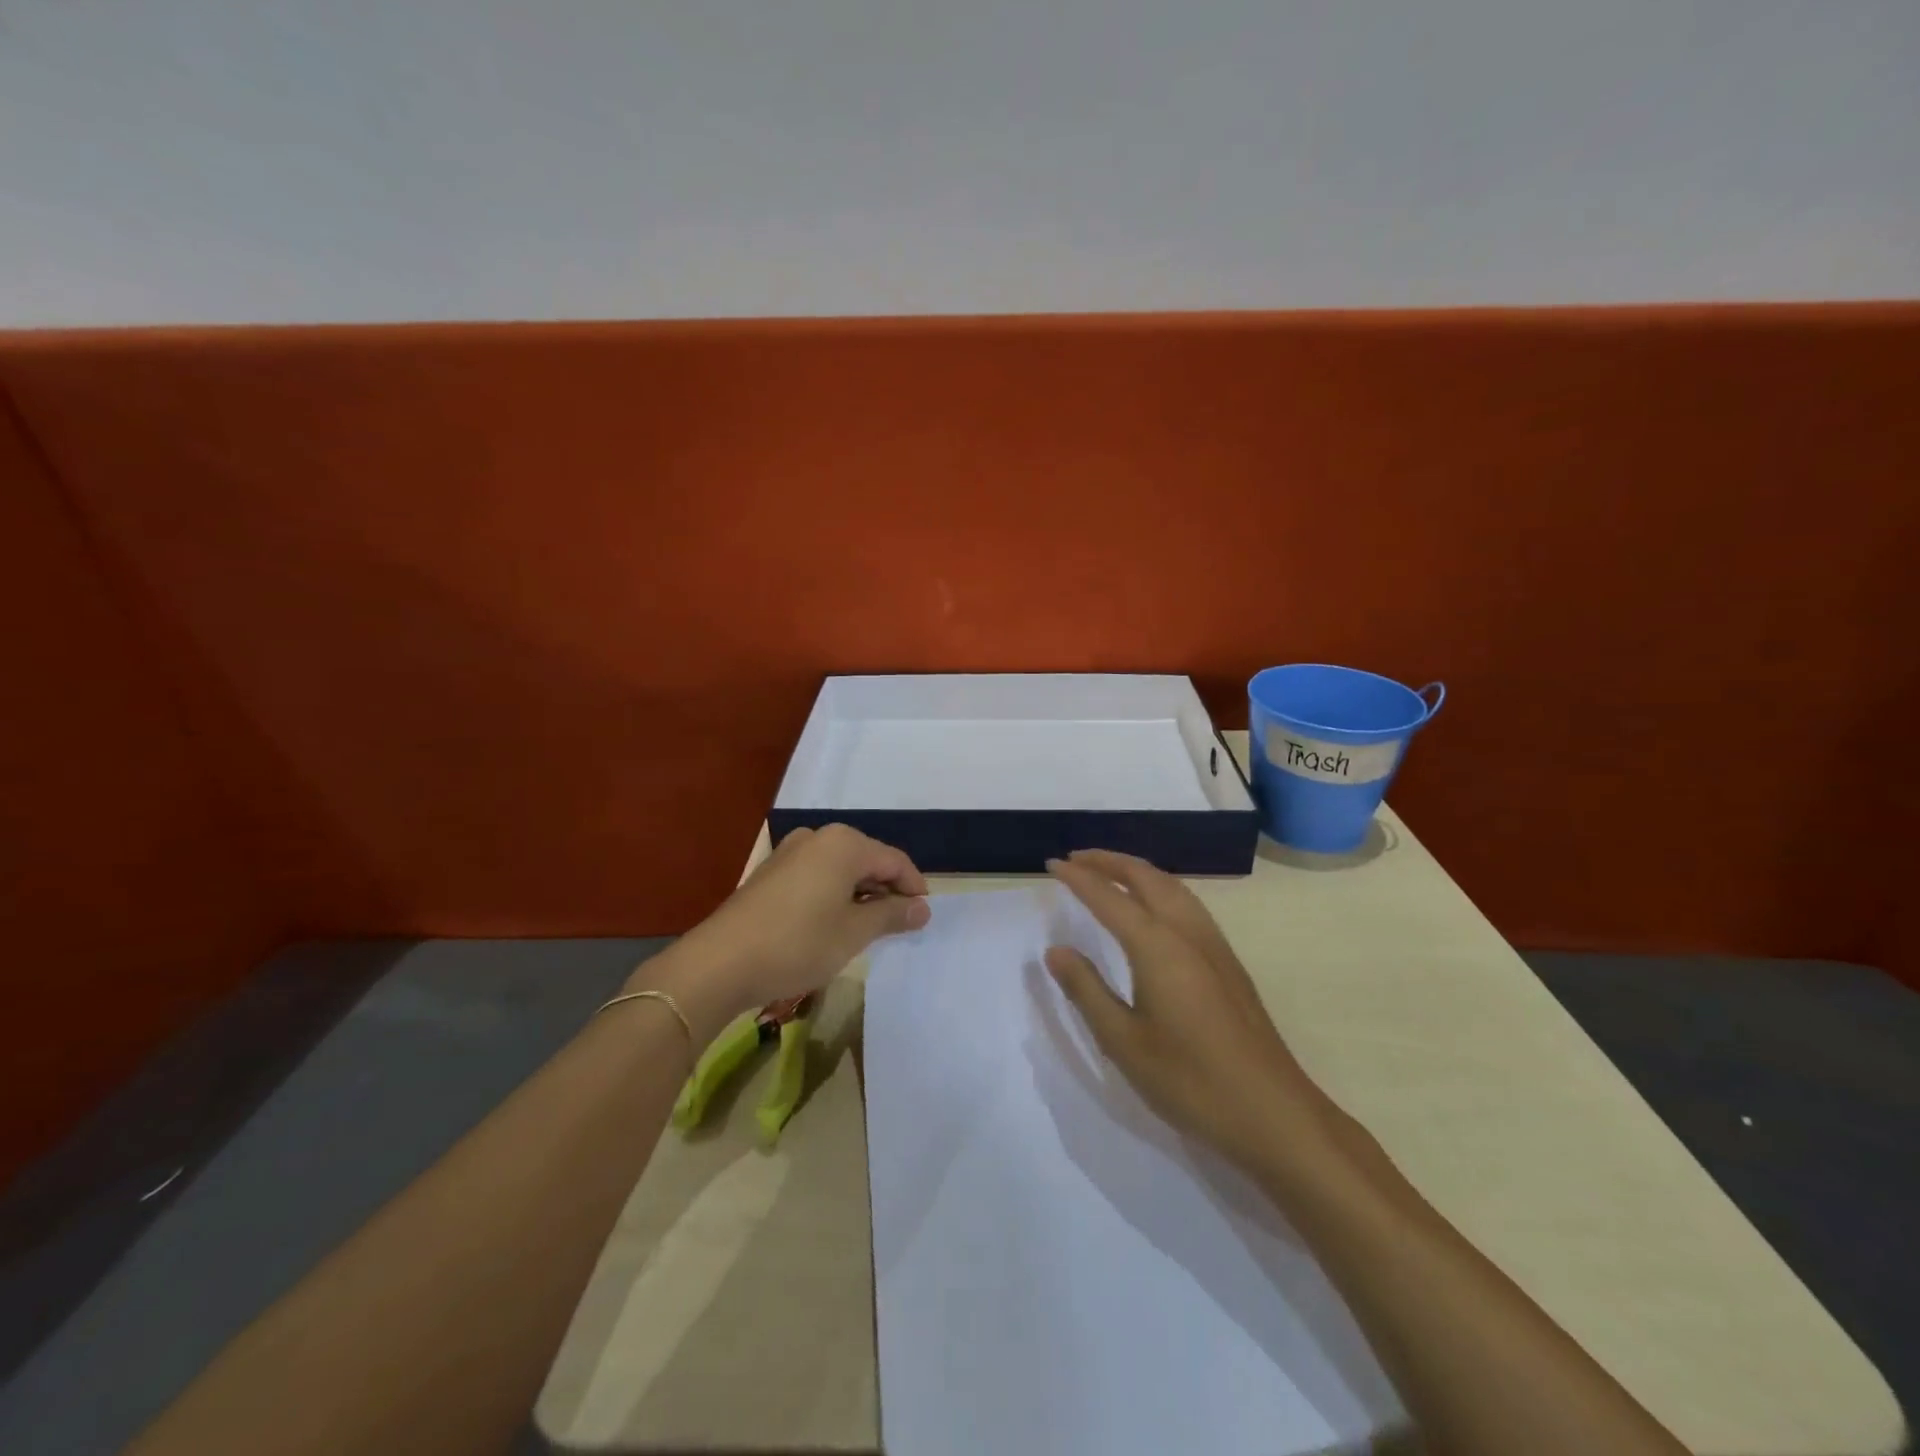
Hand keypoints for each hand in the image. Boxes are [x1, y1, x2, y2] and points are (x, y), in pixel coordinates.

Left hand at [640, 825, 931, 1041]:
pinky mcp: (771, 873)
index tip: (923, 917)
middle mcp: (817, 837)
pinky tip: (833, 924)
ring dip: (860, 895)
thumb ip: (892, 915)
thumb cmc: (798, 943)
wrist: (719, 964)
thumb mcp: (853, 933)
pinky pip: (817, 876)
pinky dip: (834, 896)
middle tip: (899, 925)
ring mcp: (789, 852)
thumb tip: (922, 908)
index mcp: (843, 843)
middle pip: (867, 859)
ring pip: (840, 869)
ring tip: (868, 929)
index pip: (894, 860)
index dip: (914, 887)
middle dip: (886, 890)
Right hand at [1045, 850, 1333, 1174]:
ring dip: (1137, 870)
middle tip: (1076, 859)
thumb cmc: (1190, 1081)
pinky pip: (1187, 903)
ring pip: (1172, 886)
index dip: (1078, 877)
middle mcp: (1187, 932)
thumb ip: (1086, 989)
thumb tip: (1056, 949)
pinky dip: (1159, 887)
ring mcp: (1214, 945)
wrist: (1273, 1114)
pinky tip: (1153, 908)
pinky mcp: (1228, 962)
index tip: (1051, 864)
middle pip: (1146, 877)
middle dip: (1109, 861)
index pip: (1109, 897)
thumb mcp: (1123, 1041)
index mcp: (1157, 946)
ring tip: (1109, 872)